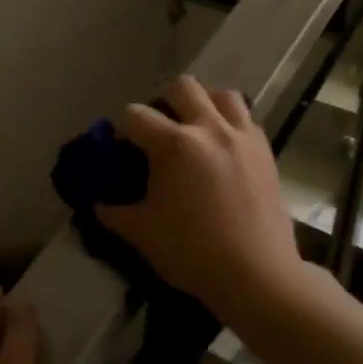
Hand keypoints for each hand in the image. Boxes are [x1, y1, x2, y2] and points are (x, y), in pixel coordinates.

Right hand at [95, 75, 301, 316]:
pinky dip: (230, 122)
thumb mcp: (143, 234)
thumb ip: (115, 213)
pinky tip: (222, 148)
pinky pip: (245, 118)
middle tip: (160, 131)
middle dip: (163, 102)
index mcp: (174, 145)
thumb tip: (98, 203)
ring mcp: (241, 136)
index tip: (122, 149)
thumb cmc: (194, 253)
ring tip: (196, 129)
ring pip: (221, 94)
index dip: (122, 128)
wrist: (258, 276)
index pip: (135, 115)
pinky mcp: (265, 150)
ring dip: (203, 104)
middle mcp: (209, 129)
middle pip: (181, 86)